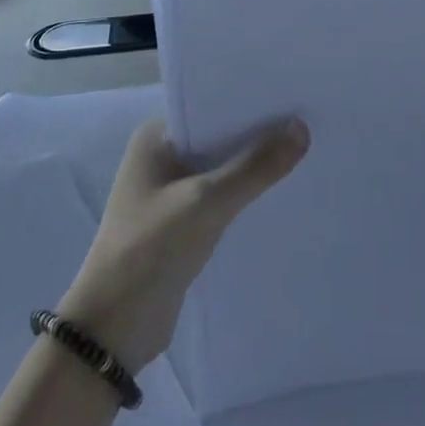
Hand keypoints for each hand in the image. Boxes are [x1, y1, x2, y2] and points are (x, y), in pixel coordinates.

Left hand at [57, 117, 309, 372]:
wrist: (114, 328)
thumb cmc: (151, 249)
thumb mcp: (206, 202)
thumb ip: (254, 167)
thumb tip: (302, 128)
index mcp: (156, 137)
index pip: (210, 106)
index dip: (250, 103)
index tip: (294, 97)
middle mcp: (162, 156)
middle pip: (219, 137)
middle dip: (258, 135)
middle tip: (310, 123)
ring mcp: (171, 192)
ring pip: (223, 169)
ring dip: (254, 167)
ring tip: (306, 153)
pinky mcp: (182, 224)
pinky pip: (222, 198)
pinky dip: (246, 195)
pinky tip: (281, 193)